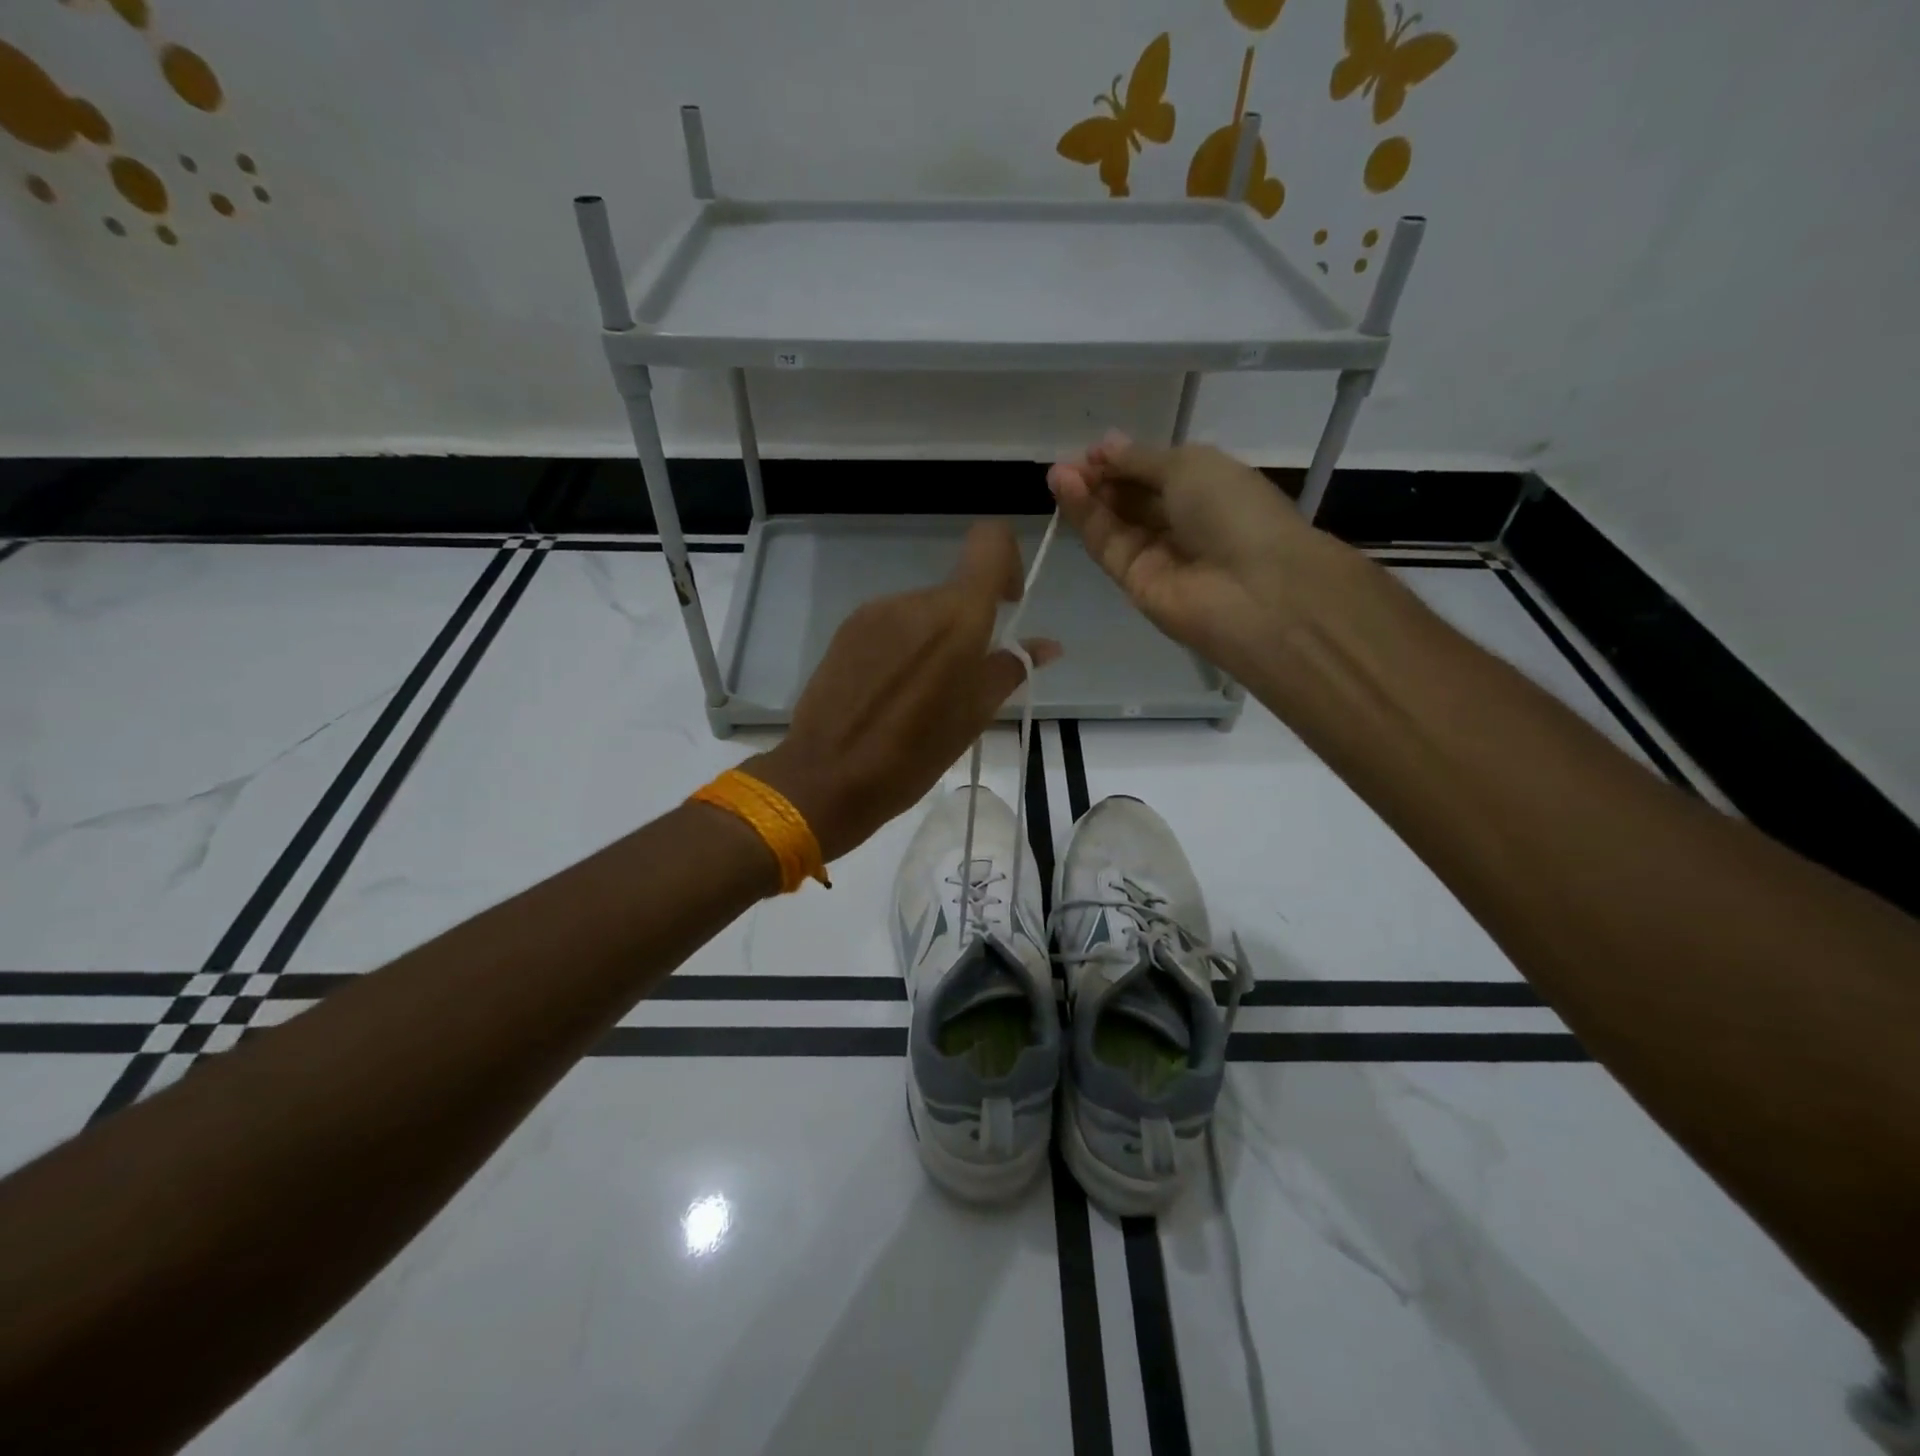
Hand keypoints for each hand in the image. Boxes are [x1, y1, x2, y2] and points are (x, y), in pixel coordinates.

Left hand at [747, 522, 1060, 862]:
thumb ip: (1011, 669)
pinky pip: (890, 625)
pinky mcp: (846, 630)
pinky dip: (902, 647)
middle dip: (968, 625)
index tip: (1006, 607)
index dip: (1007, 562)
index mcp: (956, 616)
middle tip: (962, 682)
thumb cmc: (913, 754)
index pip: (990, 541)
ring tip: (921, 696)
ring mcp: (874, 613)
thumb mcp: (973, 716)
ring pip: (921, 611)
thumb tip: (1047, 646)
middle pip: (955, 591)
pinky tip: (890, 693)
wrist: (826, 777)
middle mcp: (914, 600)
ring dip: (933, 640)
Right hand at [1046, 435, 1343, 673]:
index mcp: (1206, 487)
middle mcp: (1181, 521)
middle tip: (1066, 463)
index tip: (1091, 450)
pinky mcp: (1134, 583)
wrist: (1254, 590)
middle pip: (1130, 497)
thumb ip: (1140, 460)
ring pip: (1113, 521)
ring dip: (1085, 495)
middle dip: (1099, 477)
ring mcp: (1157, 554)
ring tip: (1058, 473)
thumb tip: (1105, 446)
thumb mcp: (1190, 466)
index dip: (1122, 459)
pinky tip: (1066, 491)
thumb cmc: (1233, 512)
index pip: (1153, 472)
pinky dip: (1086, 518)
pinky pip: (1107, 545)